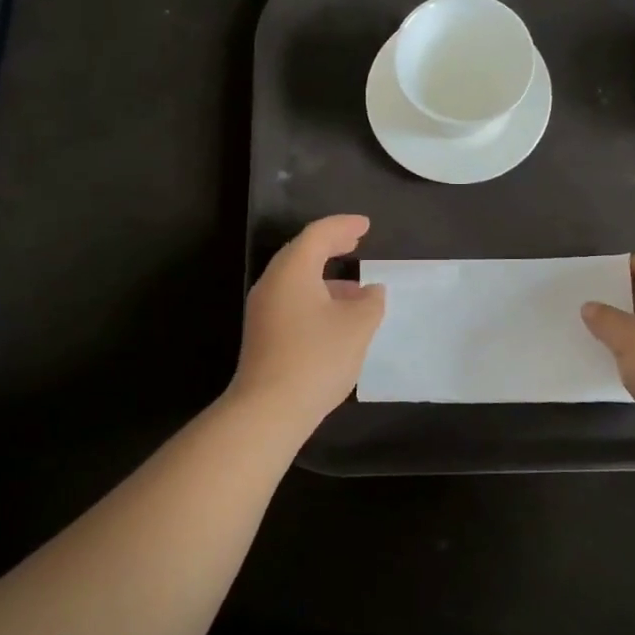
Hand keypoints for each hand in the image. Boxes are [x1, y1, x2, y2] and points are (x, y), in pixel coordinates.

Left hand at [230, 215, 385, 429]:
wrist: (269, 409)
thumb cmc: (317, 357)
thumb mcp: (358, 326)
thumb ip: (370, 302)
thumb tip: (371, 291)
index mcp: (293, 271)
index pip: (318, 234)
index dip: (343, 226)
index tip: (365, 225)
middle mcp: (272, 283)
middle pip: (302, 253)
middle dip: (331, 245)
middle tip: (355, 242)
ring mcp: (263, 310)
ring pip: (296, 280)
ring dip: (325, 276)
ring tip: (356, 286)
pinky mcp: (263, 334)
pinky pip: (292, 300)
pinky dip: (316, 296)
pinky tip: (337, 316)